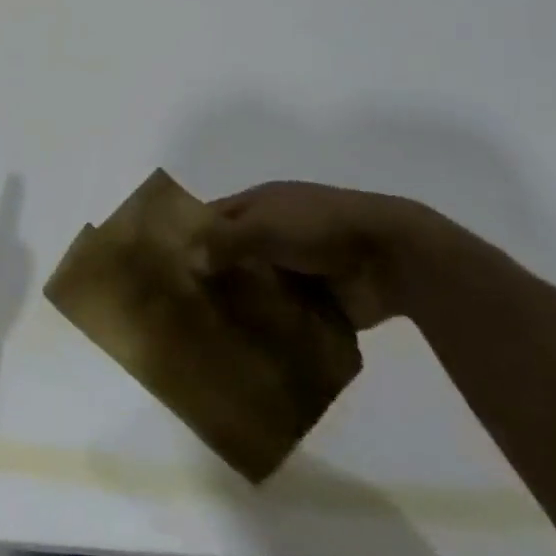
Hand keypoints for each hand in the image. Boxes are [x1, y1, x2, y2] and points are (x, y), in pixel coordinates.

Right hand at [201, 182, 444, 329]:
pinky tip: (245, 350)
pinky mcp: (317, 302)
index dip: (188, 237)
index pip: (212, 219)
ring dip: (240, 308)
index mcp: (259, 205)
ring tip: (207, 336)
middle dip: (211, 279)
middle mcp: (272, 234)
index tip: (163, 267)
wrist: (391, 256)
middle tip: (179, 310)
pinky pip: (283, 317)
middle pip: (232, 256)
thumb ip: (224, 241)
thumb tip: (188, 261)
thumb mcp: (263, 225)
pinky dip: (269, 330)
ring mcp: (296, 269)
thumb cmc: (319, 226)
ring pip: (256, 289)